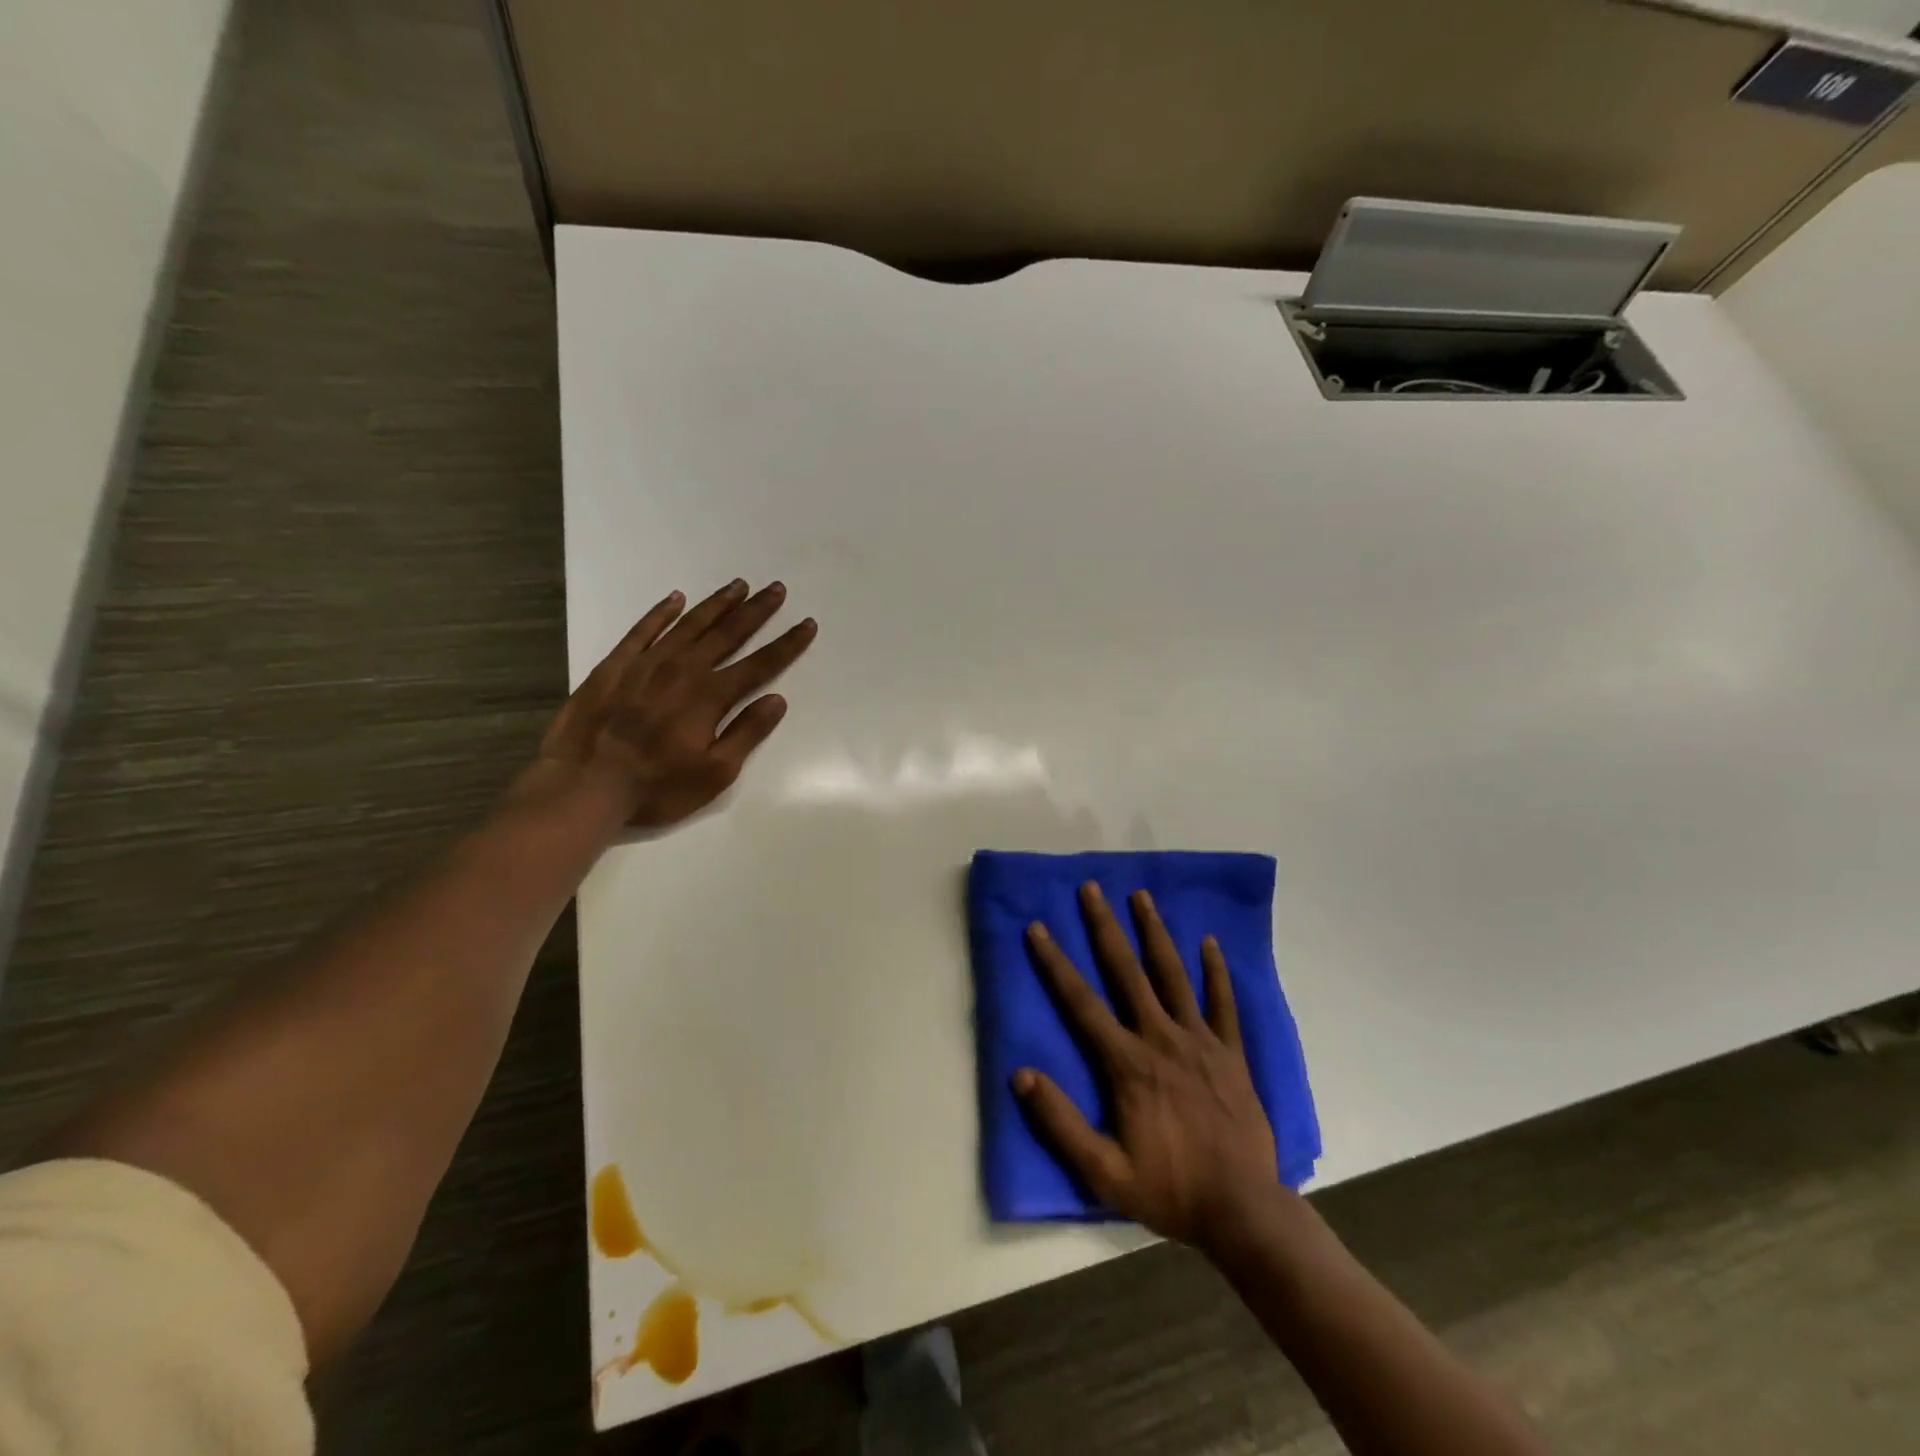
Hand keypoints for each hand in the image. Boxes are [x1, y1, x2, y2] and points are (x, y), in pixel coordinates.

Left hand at [537, 578, 816, 828]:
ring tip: (739, 585)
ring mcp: (646, 663)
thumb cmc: (656, 787)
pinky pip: (643, 630)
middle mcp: (683, 669)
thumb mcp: (714, 773)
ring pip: (690, 624)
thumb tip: (777, 699)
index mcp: (710, 696)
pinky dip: (661, 612)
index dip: (787, 644)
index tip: (807, 624)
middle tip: (776, 588)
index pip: (760, 664)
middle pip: (728, 633)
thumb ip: (746, 732)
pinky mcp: (615, 665)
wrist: (584, 784)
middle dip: (756, 611)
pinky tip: (675, 598)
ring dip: (717, 604)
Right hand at [1016, 882, 1280, 1251]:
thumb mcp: (1103, 1170)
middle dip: (1105, 927)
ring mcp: (1200, 1041)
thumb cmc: (1169, 1189)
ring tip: (1142, 896)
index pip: (1081, 1002)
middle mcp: (1160, 1038)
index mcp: (1127, 1062)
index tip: (1038, 928)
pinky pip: (1224, 1003)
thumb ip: (1060, 1123)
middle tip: (1092, 888)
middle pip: (1127, 972)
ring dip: (1155, 933)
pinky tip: (1210, 942)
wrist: (1243, 1210)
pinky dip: (1216, 971)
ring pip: (1172, 975)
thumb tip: (1020, 1075)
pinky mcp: (1231, 1053)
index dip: (1055, 963)